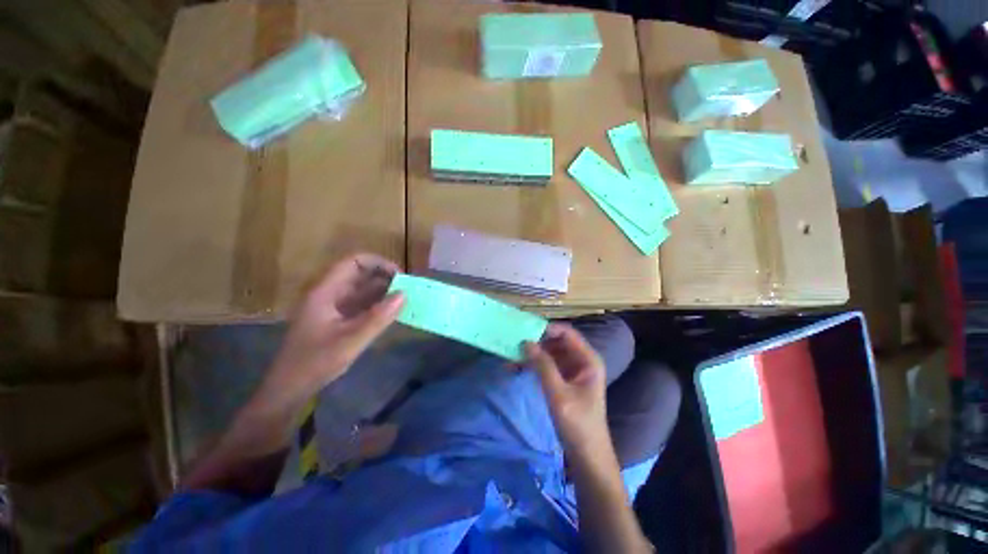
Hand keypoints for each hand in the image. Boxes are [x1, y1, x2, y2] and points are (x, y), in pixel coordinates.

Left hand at [267, 253, 404, 396]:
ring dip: (383, 290)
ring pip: (361, 289)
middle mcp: (329, 293)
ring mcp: (332, 306)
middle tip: (407, 288)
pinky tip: (392, 311)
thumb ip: (378, 317)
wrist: (289, 389)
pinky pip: (361, 303)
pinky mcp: (337, 319)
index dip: (378, 263)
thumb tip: (404, 294)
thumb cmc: (315, 363)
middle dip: (384, 276)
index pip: (353, 262)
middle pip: (359, 273)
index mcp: (325, 291)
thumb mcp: (351, 341)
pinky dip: (377, 304)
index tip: (400, 275)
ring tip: (404, 298)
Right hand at [525, 324, 609, 454]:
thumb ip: (543, 366)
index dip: (547, 329)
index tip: (525, 330)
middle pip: (556, 341)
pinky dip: (533, 365)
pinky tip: (516, 367)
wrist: (587, 456)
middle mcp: (581, 360)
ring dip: (531, 354)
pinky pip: (546, 365)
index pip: (566, 333)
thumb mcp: (558, 394)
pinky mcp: (563, 379)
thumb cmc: (578, 424)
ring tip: (510, 357)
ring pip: (549, 352)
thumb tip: (526, 342)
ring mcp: (572, 369)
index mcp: (588, 359)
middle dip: (535, 342)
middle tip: (514, 344)